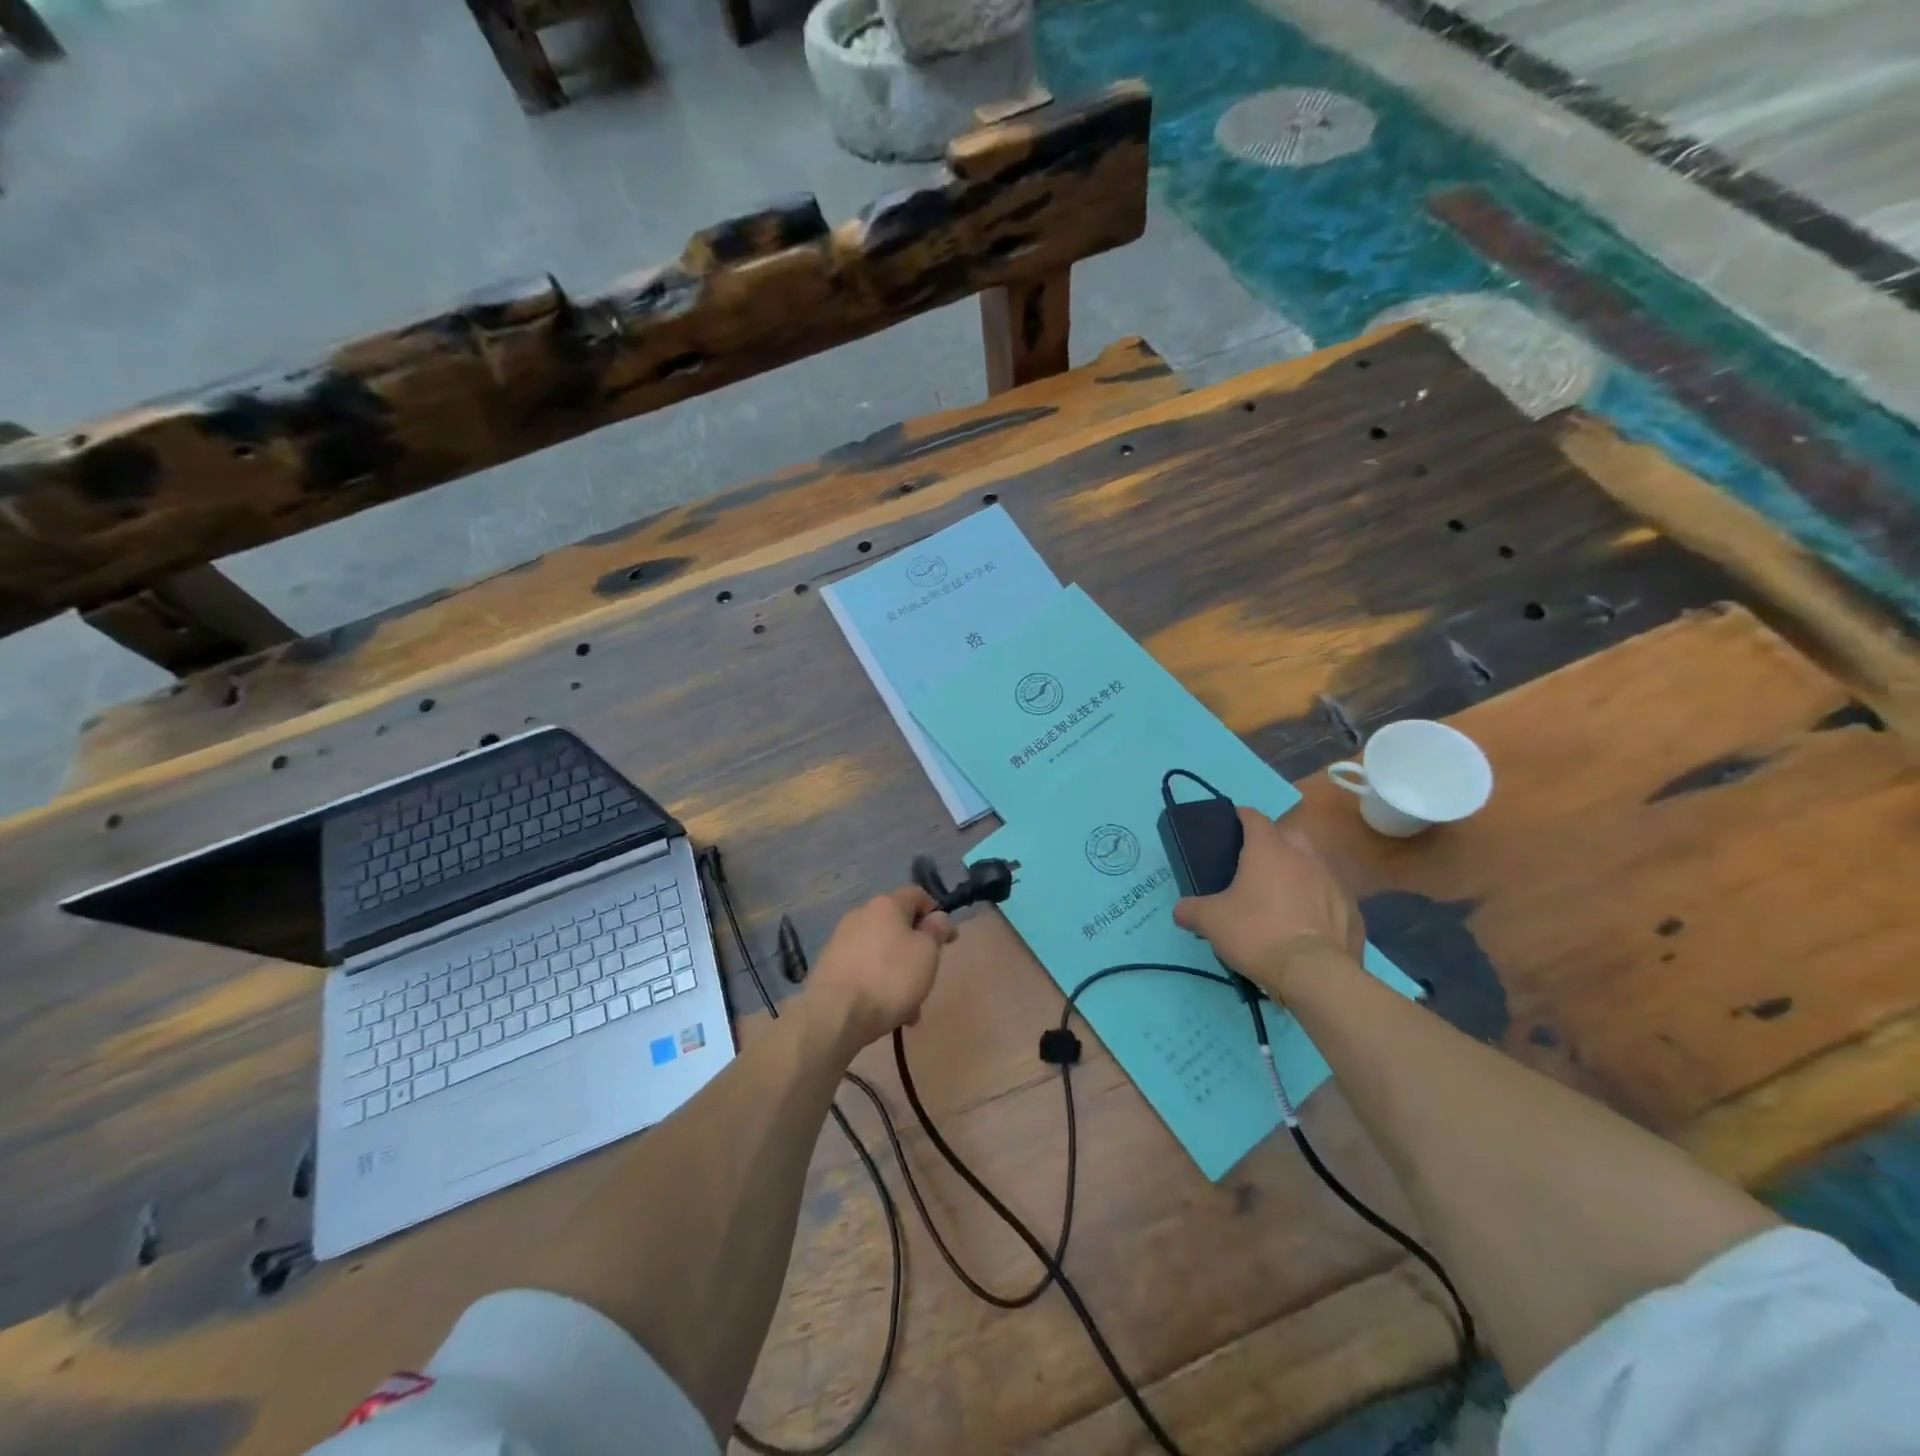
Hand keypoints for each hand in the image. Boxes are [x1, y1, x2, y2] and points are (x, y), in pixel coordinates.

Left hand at [807, 887, 955, 1047]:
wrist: (835, 1013)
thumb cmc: (890, 978)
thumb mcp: (927, 954)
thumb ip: (935, 932)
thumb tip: (937, 917)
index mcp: (886, 905)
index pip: (916, 895)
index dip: (935, 913)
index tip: (946, 939)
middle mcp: (861, 914)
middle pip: (897, 925)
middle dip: (915, 950)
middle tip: (927, 977)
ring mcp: (841, 939)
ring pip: (881, 951)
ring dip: (897, 971)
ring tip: (908, 1007)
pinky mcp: (828, 965)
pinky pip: (862, 968)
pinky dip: (876, 982)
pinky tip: (884, 1010)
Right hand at [1172, 807, 1362, 997]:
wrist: (1315, 974)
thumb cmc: (1257, 933)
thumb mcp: (1211, 922)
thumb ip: (1191, 910)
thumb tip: (1181, 910)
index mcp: (1269, 850)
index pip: (1254, 818)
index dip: (1242, 817)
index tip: (1233, 823)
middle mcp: (1304, 856)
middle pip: (1289, 836)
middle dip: (1275, 843)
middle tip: (1258, 864)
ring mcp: (1334, 883)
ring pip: (1314, 866)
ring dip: (1300, 873)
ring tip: (1284, 896)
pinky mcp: (1353, 911)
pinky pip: (1332, 898)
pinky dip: (1320, 903)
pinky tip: (1308, 924)